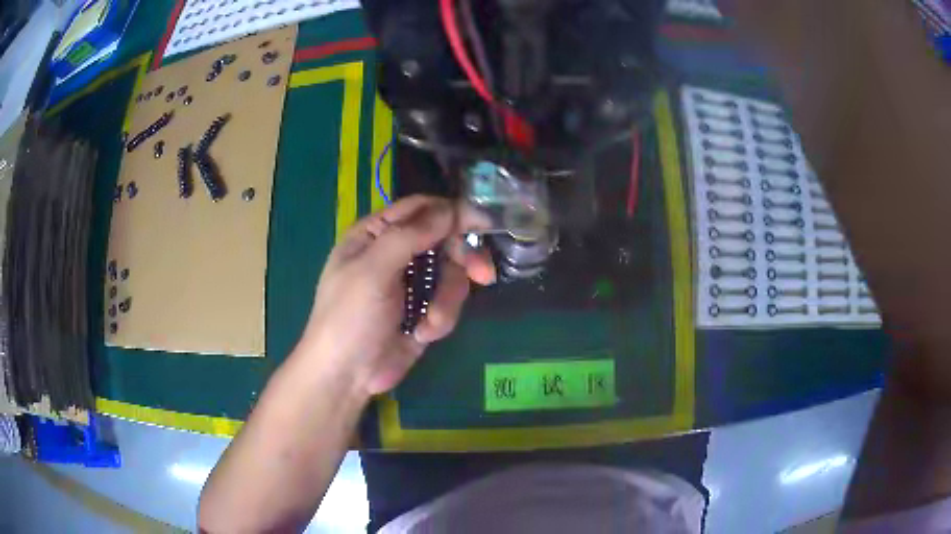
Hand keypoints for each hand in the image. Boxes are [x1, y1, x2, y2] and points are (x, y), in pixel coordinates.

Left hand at [297, 195, 494, 398]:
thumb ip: (410, 235)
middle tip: (483, 274)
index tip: (484, 222)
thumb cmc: (349, 317)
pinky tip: (422, 334)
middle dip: (462, 259)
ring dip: (447, 300)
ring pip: (452, 273)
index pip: (420, 209)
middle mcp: (396, 253)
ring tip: (430, 324)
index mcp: (375, 234)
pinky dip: (441, 319)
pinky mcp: (424, 309)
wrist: (347, 376)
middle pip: (444, 239)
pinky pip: (449, 302)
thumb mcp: (373, 270)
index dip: (452, 212)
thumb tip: (450, 209)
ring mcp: (411, 283)